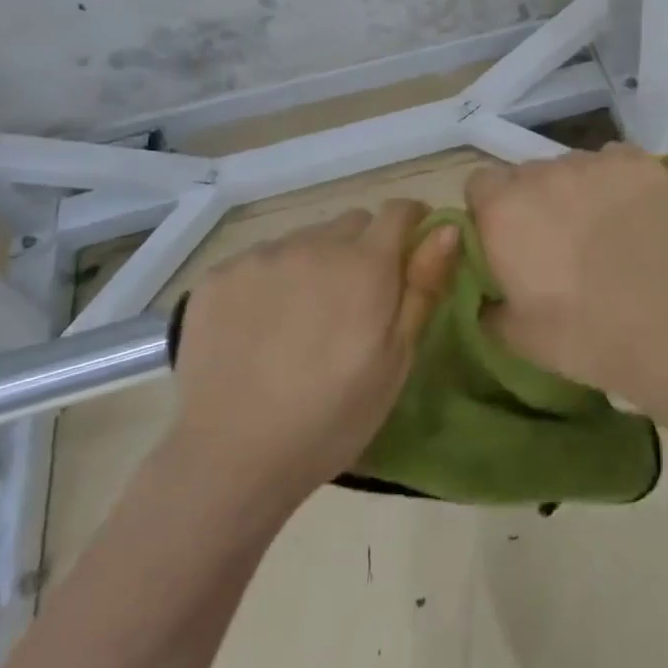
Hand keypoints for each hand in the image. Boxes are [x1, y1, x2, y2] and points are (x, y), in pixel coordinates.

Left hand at [165, 201, 457, 511]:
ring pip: (305, 239)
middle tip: (354, 302)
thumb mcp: (397, 359)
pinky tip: (260, 326)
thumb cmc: (332, 417)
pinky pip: (260, 259)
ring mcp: (261, 256)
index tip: (410, 255)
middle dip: (362, 249)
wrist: (230, 457)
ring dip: (315, 262)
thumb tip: (449, 227)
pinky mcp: (219, 274)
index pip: (399, 211)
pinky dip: (270, 280)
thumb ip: (424, 286)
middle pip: (352, 223)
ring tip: (302, 319)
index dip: (411, 226)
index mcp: (365, 264)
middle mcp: (314, 244)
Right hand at [466, 144, 667, 407]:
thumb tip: (486, 292)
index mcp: (504, 209)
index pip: (480, 184)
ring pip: (573, 166)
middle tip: (558, 240)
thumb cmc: (581, 337)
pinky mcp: (640, 164)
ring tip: (603, 228)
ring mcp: (595, 163)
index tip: (509, 239)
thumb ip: (486, 303)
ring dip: (577, 189)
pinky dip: (617, 181)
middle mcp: (544, 173)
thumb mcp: (513, 335)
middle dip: (536, 200)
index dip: (491, 209)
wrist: (667, 330)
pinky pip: (615, 161)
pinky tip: (633, 213)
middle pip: (528, 173)